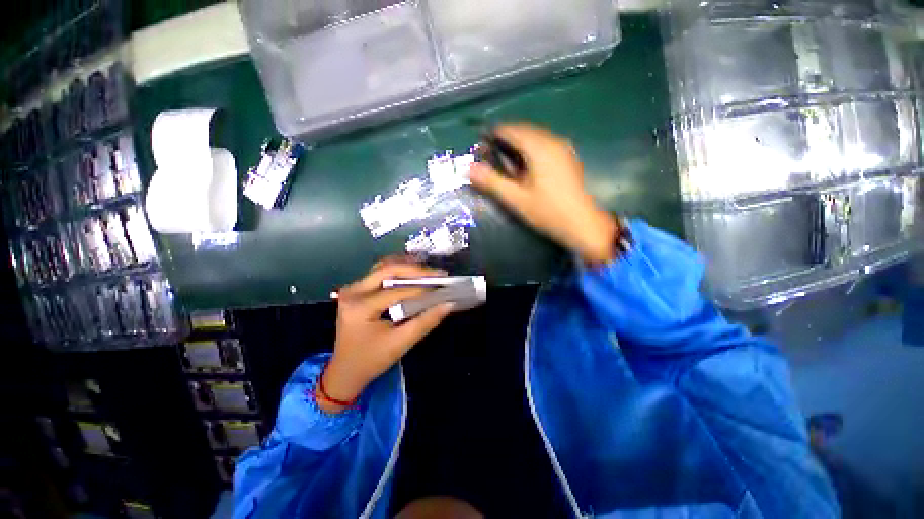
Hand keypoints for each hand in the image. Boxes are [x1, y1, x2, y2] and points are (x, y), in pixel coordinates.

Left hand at [320, 259, 453, 412]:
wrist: (345, 370)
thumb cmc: (372, 360)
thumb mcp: (401, 343)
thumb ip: (426, 321)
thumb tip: (448, 304)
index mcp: (360, 307)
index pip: (397, 291)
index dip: (422, 288)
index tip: (443, 286)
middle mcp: (353, 291)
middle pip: (388, 269)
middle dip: (416, 270)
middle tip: (437, 275)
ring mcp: (353, 288)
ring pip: (384, 267)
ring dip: (407, 267)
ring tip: (428, 273)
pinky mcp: (357, 289)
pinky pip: (380, 273)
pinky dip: (398, 271)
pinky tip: (413, 274)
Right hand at [469, 123, 617, 263]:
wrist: (582, 224)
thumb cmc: (547, 212)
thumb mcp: (515, 199)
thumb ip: (491, 182)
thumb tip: (469, 168)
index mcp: (539, 147)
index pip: (510, 129)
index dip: (492, 136)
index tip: (479, 150)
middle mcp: (552, 140)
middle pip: (522, 131)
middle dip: (503, 142)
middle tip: (490, 162)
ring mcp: (562, 147)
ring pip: (533, 138)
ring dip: (516, 147)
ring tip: (505, 167)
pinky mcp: (566, 157)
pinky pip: (543, 145)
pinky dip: (528, 152)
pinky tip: (524, 170)